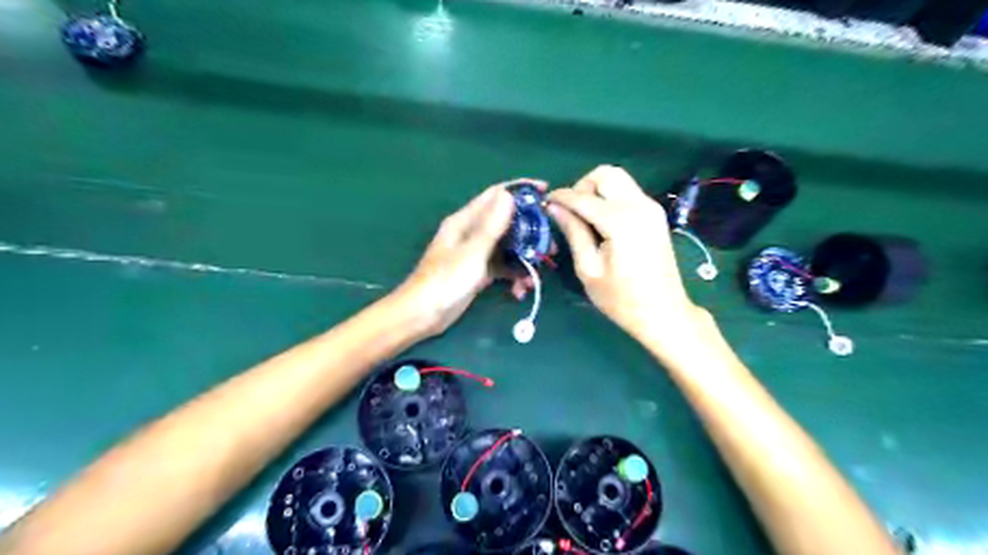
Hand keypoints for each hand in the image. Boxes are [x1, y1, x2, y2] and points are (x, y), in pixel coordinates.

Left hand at [394, 183, 539, 335]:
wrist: (423, 315)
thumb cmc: (445, 281)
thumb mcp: (472, 252)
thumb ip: (491, 226)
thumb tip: (509, 195)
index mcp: (465, 221)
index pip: (495, 195)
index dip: (520, 190)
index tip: (545, 191)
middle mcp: (471, 233)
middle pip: (506, 223)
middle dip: (529, 233)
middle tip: (549, 246)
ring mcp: (475, 253)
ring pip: (507, 248)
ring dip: (522, 260)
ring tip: (535, 276)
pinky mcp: (478, 272)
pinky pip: (501, 268)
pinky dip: (512, 276)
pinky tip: (519, 291)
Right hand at [548, 168, 701, 340]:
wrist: (663, 313)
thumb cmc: (621, 299)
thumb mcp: (589, 269)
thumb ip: (573, 232)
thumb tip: (554, 207)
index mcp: (621, 222)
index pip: (583, 197)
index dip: (561, 197)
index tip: (545, 203)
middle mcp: (639, 206)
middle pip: (605, 174)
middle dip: (583, 186)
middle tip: (571, 212)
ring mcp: (651, 207)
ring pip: (618, 178)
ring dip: (597, 190)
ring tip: (585, 217)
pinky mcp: (655, 213)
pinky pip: (628, 191)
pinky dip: (610, 197)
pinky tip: (602, 222)